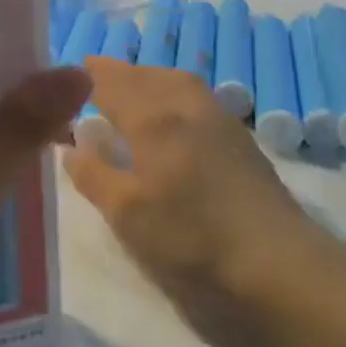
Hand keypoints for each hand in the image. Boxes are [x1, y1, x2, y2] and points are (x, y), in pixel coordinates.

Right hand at [64, 59, 344, 346]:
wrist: (282, 272)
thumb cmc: (193, 243)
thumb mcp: (128, 217)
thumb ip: (95, 176)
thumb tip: (72, 145)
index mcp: (154, 117)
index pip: (111, 82)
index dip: (86, 76)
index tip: (63, 74)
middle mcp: (187, 106)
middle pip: (146, 76)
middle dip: (117, 74)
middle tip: (92, 82)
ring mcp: (220, 120)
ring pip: (176, 83)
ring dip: (148, 80)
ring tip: (129, 95)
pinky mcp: (241, 142)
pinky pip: (196, 99)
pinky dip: (173, 96)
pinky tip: (171, 121)